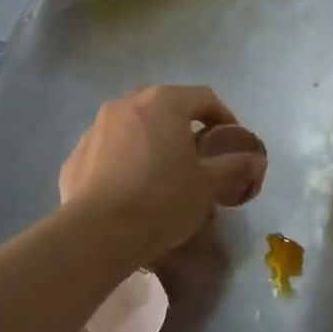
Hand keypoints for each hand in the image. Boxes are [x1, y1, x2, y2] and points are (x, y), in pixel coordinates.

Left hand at [59, 86, 262, 264]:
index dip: (222, 116)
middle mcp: (127, 104)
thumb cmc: (162, 200)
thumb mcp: (208, 185)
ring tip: (161, 172)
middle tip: (197, 154)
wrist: (97, 234)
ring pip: (133, 126)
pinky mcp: (75, 155)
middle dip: (183, 125)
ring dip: (151, 140)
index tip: (231, 139)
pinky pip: (108, 150)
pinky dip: (123, 160)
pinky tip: (130, 188)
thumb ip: (234, 166)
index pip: (204, 97)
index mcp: (164, 102)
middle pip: (164, 106)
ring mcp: (96, 127)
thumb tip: (257, 160)